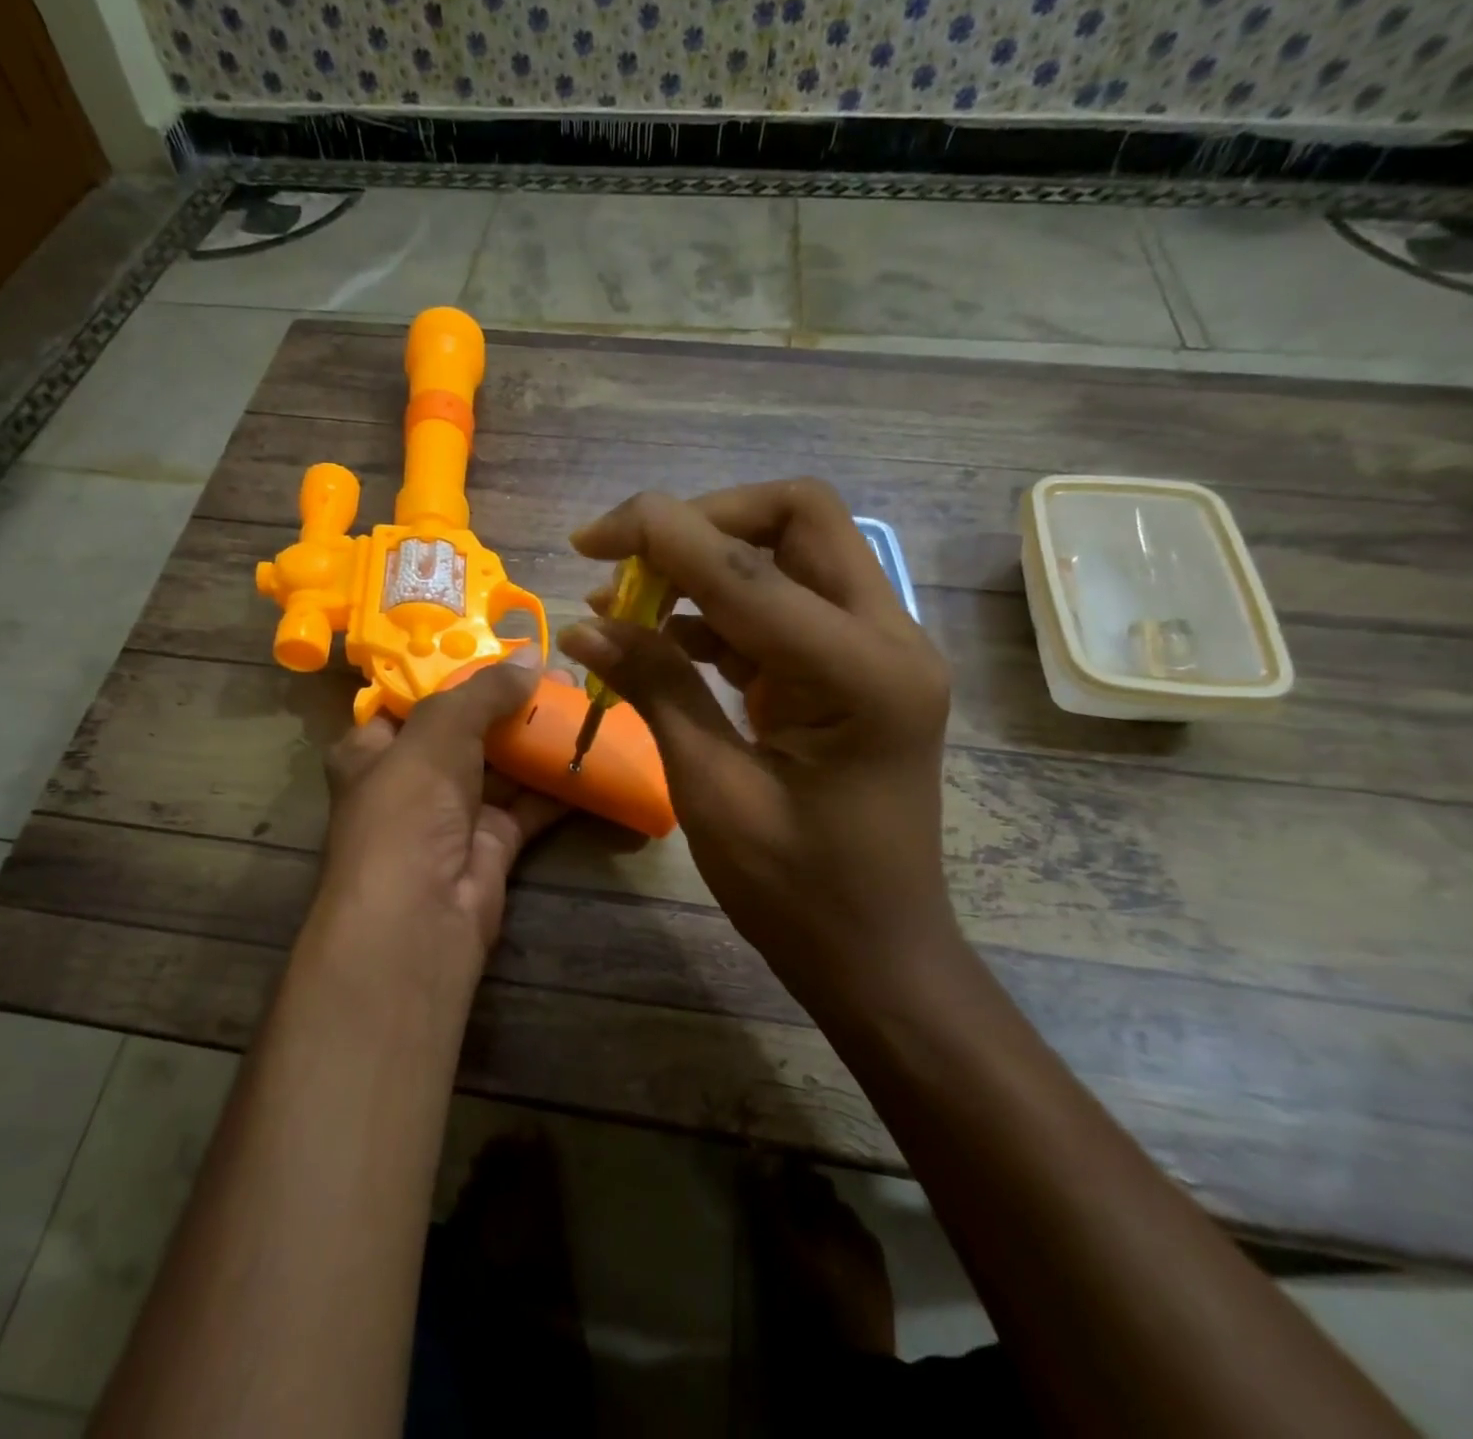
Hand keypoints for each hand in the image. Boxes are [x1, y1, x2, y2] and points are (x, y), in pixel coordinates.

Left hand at [315, 647, 567, 976]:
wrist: (421, 915)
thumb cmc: (408, 808)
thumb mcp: (438, 733)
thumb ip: (483, 692)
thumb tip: (531, 657)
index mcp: (374, 748)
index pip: (414, 699)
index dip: (456, 674)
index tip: (502, 651)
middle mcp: (412, 778)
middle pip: (466, 730)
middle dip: (511, 703)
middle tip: (558, 675)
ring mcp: (454, 813)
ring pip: (502, 765)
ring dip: (538, 738)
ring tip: (582, 702)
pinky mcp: (493, 842)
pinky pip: (528, 802)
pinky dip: (556, 781)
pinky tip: (589, 752)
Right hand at [557, 480, 955, 1014]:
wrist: (877, 953)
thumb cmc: (798, 893)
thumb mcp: (713, 791)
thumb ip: (657, 690)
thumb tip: (584, 626)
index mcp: (863, 674)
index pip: (750, 568)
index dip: (661, 535)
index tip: (589, 539)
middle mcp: (888, 638)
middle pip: (799, 518)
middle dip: (703, 522)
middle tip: (628, 561)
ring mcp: (879, 650)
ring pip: (793, 553)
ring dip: (708, 562)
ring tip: (627, 604)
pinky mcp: (854, 669)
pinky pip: (786, 606)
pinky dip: (721, 608)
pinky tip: (664, 638)